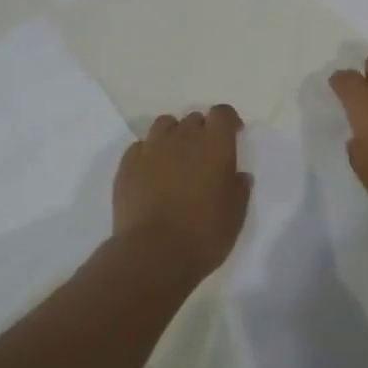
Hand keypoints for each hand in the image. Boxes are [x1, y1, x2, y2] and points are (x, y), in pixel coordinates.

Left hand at [113, 105, 250, 278]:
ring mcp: (152, 147)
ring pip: (164, 125)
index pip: (223, 113)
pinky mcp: (128, 164)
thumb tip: (239, 176)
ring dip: (173, 136)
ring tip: (175, 160)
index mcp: (215, 144)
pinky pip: (140, 147)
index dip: (228, 121)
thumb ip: (239, 189)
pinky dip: (148, 154)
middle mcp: (183, 136)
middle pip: (194, 119)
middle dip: (201, 132)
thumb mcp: (235, 215)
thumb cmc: (204, 234)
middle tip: (203, 157)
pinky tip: (150, 175)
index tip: (233, 135)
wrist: (153, 254)